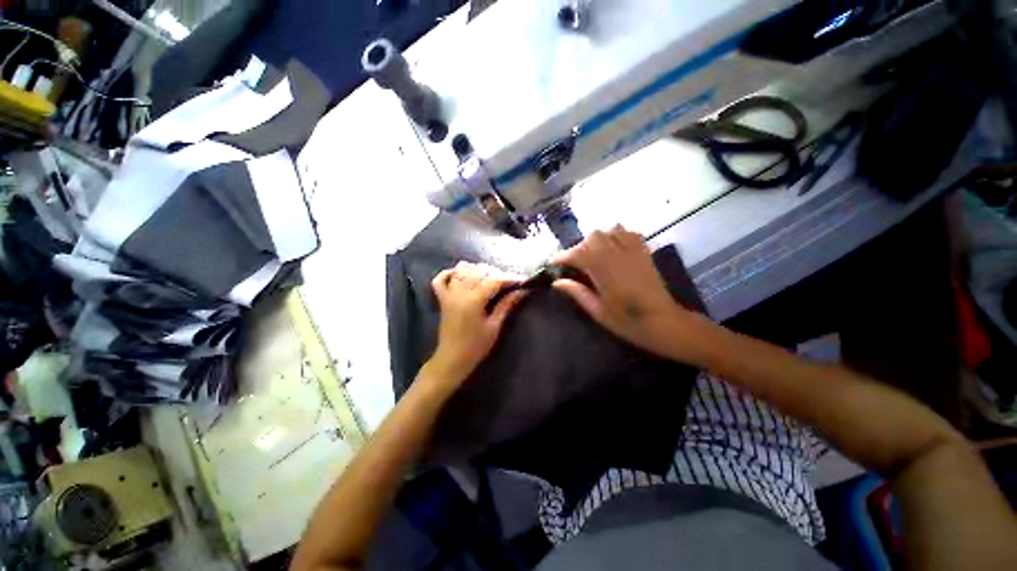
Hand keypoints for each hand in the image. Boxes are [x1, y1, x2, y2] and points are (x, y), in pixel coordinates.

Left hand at [426, 262, 527, 384]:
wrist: (452, 359)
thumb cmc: (476, 346)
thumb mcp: (494, 326)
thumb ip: (506, 305)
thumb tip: (522, 291)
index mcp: (474, 300)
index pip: (494, 280)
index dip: (510, 278)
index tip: (523, 280)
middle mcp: (460, 292)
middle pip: (479, 271)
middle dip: (496, 273)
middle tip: (509, 283)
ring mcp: (449, 294)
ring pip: (462, 270)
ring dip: (477, 270)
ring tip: (489, 278)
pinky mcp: (442, 299)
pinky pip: (440, 279)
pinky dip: (450, 273)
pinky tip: (461, 275)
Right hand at [552, 225, 693, 358]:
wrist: (664, 323)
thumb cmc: (628, 323)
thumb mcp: (598, 312)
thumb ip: (577, 293)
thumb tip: (557, 282)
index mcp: (605, 273)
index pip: (578, 255)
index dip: (563, 256)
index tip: (554, 262)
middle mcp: (618, 256)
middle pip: (594, 236)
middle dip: (580, 247)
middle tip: (575, 263)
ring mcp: (634, 252)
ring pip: (611, 230)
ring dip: (597, 239)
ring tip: (593, 255)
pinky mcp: (644, 252)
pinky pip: (629, 233)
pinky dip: (616, 235)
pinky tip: (613, 249)